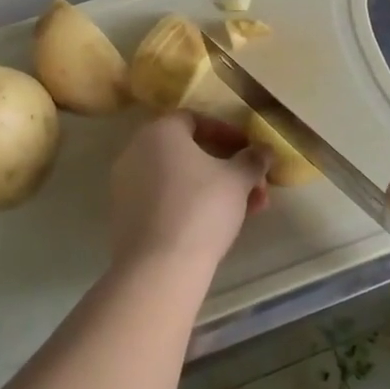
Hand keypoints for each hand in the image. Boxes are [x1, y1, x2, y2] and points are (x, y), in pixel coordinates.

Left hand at [108, 112, 269, 275]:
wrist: (158, 268)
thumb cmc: (201, 209)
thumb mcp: (237, 180)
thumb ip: (253, 160)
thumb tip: (264, 150)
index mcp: (160, 132)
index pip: (195, 119)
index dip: (227, 133)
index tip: (249, 151)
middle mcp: (136, 151)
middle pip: (189, 152)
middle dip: (227, 168)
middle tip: (255, 186)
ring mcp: (126, 186)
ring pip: (180, 179)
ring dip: (215, 189)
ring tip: (248, 211)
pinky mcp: (125, 217)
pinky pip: (165, 200)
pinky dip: (191, 205)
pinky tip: (219, 226)